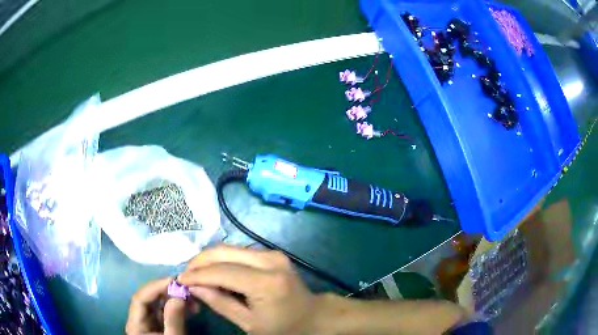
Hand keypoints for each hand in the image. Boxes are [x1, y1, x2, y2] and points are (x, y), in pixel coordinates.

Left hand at [125, 278, 186, 334]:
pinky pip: (166, 313)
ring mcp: (150, 324)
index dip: (154, 287)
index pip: (140, 299)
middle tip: (185, 289)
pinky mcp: (160, 327)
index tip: (173, 281)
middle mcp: (140, 320)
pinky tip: (190, 307)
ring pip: (158, 305)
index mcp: (136, 324)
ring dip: (174, 299)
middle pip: (148, 300)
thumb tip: (178, 295)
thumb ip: (173, 320)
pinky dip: (178, 308)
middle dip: (166, 292)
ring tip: (192, 299)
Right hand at [178, 246, 319, 334]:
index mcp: (266, 282)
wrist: (314, 316)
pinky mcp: (273, 254)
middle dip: (200, 261)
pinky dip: (223, 260)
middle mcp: (270, 260)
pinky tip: (215, 272)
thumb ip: (220, 303)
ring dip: (210, 260)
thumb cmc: (284, 327)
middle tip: (186, 274)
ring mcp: (273, 254)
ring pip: (230, 249)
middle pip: (224, 252)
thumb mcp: (250, 324)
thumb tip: (193, 287)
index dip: (197, 275)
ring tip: (197, 275)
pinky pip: (240, 252)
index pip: (222, 272)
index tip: (179, 280)